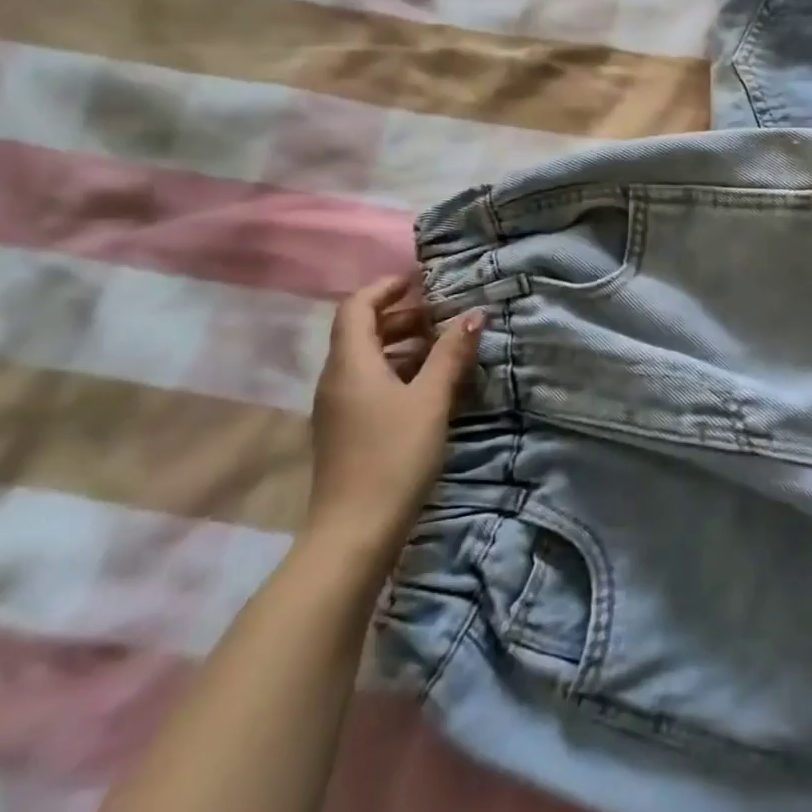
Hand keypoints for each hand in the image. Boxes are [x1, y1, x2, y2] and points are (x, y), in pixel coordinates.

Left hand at [306, 273, 482, 565]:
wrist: (354, 531)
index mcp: (351, 364)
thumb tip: (474, 314)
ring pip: (366, 358)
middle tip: (442, 314)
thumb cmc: (394, 455)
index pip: (357, 306)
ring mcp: (338, 406)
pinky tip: (428, 385)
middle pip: (361, 330)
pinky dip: (397, 370)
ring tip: (443, 346)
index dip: (386, 288)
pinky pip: (369, 382)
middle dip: (400, 316)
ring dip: (401, 344)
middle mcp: (336, 378)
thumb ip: (451, 354)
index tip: (420, 280)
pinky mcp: (346, 429)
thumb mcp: (431, 400)